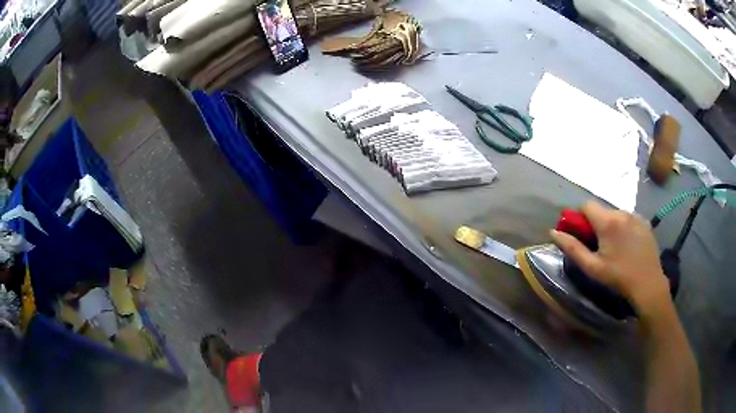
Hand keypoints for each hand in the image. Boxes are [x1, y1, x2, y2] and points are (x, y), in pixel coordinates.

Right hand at [550, 201, 670, 314]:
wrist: (648, 284)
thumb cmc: (618, 277)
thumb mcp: (592, 267)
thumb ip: (572, 248)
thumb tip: (553, 232)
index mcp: (607, 221)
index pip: (586, 205)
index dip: (580, 217)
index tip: (582, 235)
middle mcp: (622, 212)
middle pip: (602, 209)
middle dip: (596, 223)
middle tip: (599, 246)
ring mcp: (635, 216)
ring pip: (616, 214)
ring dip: (611, 225)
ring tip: (615, 247)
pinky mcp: (645, 222)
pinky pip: (628, 218)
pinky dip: (624, 227)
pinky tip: (628, 245)